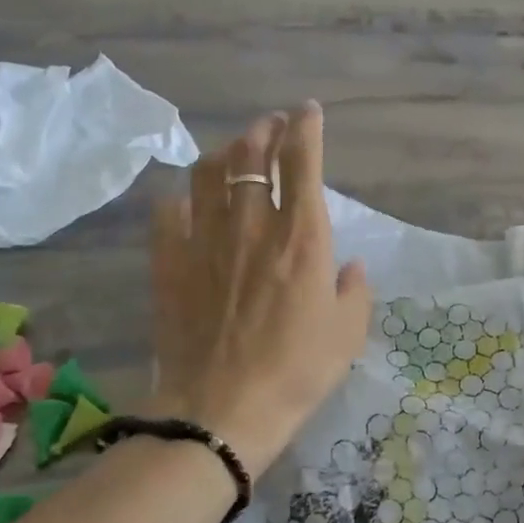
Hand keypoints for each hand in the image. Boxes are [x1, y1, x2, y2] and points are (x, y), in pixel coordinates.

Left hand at [149, 102, 372, 475]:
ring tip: (234, 151)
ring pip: (209, 172)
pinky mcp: (170, 262)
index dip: (307, 128)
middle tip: (272, 124)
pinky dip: (182, 198)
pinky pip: (169, 211)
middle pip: (253, 155)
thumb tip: (349, 266)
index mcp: (302, 237)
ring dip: (225, 152)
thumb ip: (354, 290)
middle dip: (264, 129)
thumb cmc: (297, 372)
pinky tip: (189, 202)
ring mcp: (205, 240)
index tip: (309, 112)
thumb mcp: (348, 334)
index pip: (303, 162)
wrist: (222, 410)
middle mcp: (253, 225)